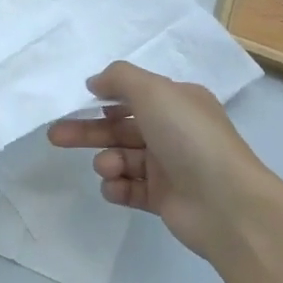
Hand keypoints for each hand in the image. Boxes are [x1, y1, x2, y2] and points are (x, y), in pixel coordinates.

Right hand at [48, 61, 278, 262]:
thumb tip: (96, 82)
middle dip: (88, 130)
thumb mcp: (154, 91)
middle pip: (120, 128)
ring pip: (122, 158)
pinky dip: (117, 187)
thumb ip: (119, 78)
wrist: (226, 203)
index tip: (78, 101)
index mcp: (178, 103)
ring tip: (108, 168)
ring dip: (107, 161)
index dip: (105, 97)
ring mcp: (169, 167)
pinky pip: (129, 189)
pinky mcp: (163, 199)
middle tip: (56, 136)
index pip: (135, 95)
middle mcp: (174, 132)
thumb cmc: (189, 138)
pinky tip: (115, 187)